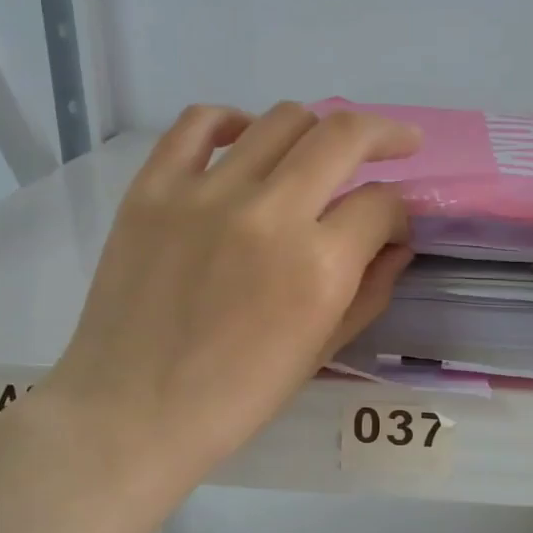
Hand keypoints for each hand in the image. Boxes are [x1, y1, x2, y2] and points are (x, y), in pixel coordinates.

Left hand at [0, 103, 417, 532]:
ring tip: (316, 153)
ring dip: (316, 131)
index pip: (381, 205)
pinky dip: (231, 121)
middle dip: (384, 136)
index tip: (391, 225)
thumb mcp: (319, 352)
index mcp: (318, 266)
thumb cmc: (235, 399)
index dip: (399, 211)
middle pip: (344, 137)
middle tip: (396, 146)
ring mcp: (206, 193)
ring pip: (281, 120)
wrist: (133, 412)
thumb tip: (397, 244)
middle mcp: (270, 214)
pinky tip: (243, 139)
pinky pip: (199, 123)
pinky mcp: (154, 188)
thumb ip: (369, 291)